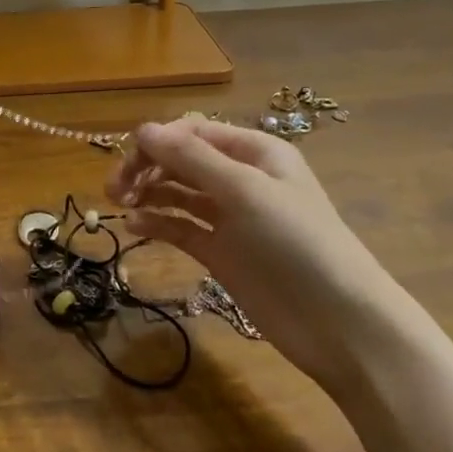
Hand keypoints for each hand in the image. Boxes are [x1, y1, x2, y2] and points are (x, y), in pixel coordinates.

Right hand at [105, 117, 409, 395]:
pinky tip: (135, 228)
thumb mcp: (244, 191)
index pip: (193, 132)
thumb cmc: (295, 243)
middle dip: (147, 168)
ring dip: (148, 194)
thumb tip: (142, 130)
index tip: (126, 162)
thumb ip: (190, 159)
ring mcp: (230, 217)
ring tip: (120, 207)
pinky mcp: (221, 252)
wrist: (337, 322)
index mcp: (254, 152)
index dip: (157, 142)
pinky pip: (181, 227)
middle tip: (115, 190)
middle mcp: (240, 179)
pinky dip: (157, 223)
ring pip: (177, 193)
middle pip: (181, 160)